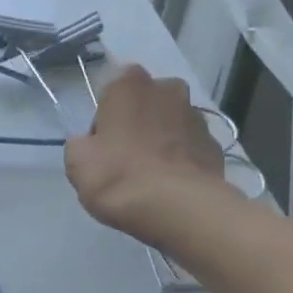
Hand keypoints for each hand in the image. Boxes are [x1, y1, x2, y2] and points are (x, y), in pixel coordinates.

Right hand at [65, 64, 226, 241]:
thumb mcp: (76, 162)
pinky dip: (181, 161)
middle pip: (146, 104)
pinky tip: (170, 186)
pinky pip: (190, 149)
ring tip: (149, 177)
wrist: (176, 207)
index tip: (102, 145)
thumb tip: (91, 144)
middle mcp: (168, 89)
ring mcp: (197, 117)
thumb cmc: (118, 176)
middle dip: (137, 124)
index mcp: (130, 85)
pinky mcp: (215, 145)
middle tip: (124, 159)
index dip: (105, 118)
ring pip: (171, 124)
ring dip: (161, 141)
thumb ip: (80, 143)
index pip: (112, 90)